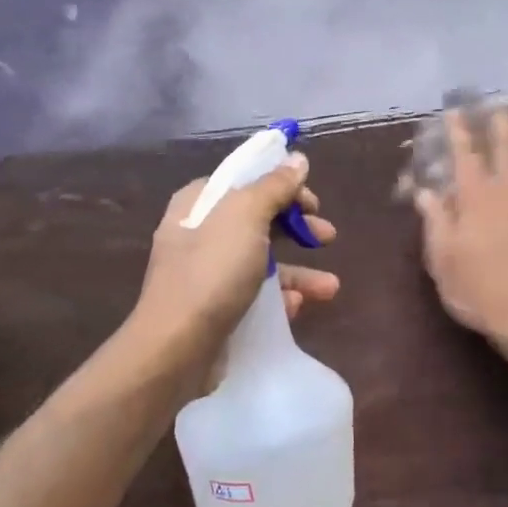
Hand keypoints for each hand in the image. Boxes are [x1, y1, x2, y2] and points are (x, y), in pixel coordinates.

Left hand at [133, 154, 339, 358]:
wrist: (177, 347)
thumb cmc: (212, 271)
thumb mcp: (246, 216)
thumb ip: (274, 186)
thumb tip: (297, 159)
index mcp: (200, 203)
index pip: (246, 181)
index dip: (282, 185)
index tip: (313, 202)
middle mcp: (200, 234)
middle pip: (258, 220)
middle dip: (297, 228)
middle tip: (327, 237)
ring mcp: (207, 273)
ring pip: (262, 261)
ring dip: (299, 271)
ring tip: (330, 287)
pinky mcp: (216, 308)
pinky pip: (255, 295)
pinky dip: (280, 298)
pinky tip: (298, 307)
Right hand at [412, 105, 507, 358]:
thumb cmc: (481, 293)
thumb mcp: (444, 261)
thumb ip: (436, 222)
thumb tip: (426, 191)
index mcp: (476, 200)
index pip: (466, 156)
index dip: (459, 132)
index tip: (454, 111)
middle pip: (505, 146)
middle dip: (498, 120)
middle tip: (495, 99)